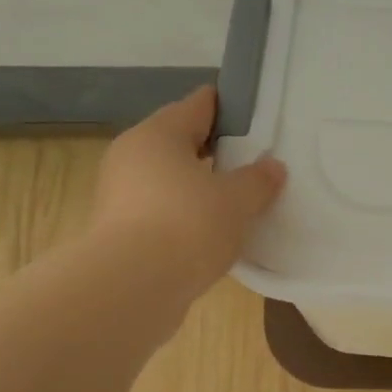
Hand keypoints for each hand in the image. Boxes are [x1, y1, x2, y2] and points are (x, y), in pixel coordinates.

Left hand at [92, 87, 286, 294]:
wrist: (132, 287)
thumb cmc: (187, 225)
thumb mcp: (237, 200)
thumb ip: (258, 180)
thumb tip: (273, 166)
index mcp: (158, 134)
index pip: (198, 105)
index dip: (227, 107)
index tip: (253, 115)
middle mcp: (132, 155)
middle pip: (179, 141)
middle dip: (214, 150)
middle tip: (251, 160)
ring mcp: (119, 194)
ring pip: (168, 178)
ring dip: (197, 185)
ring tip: (235, 199)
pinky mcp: (118, 230)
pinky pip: (160, 210)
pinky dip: (183, 214)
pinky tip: (210, 231)